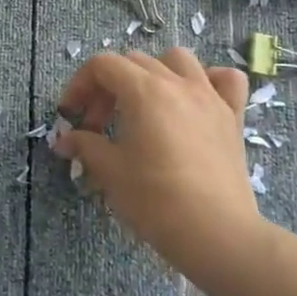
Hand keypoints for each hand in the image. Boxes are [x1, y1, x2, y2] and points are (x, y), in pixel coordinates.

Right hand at [53, 48, 258, 272]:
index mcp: (144, 91)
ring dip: (154, 73)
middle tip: (98, 126)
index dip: (79, 85)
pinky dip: (209, 80)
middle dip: (108, 87)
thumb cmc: (156, 201)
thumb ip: (85, 146)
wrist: (217, 235)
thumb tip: (64, 140)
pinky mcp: (232, 117)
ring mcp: (210, 97)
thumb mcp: (110, 173)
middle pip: (134, 62)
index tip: (72, 115)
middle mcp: (177, 83)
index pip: (102, 65)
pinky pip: (225, 80)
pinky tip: (195, 100)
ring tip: (144, 104)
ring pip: (178, 60)